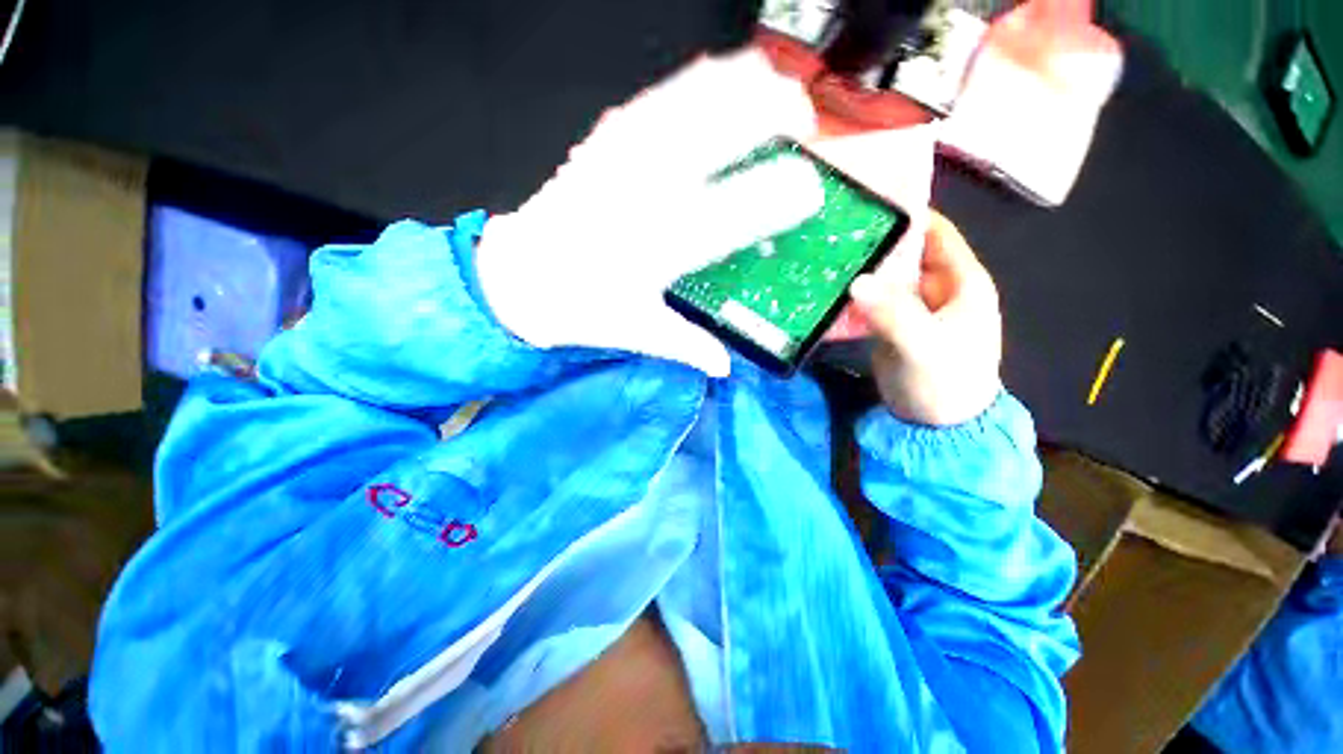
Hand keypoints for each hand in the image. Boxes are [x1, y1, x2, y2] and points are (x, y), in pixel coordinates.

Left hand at [476, 50, 823, 377]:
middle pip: (713, 137)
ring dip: (734, 87)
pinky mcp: (600, 145)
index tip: (812, 189)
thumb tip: (724, 365)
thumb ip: (687, 345)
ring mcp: (619, 162)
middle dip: (766, 115)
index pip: (730, 218)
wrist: (518, 280)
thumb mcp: (637, 332)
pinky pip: (652, 101)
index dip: (777, 199)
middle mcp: (641, 196)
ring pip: (685, 104)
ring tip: (769, 84)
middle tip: (800, 120)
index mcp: (656, 249)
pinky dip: (690, 85)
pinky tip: (713, 77)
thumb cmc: (578, 309)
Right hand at [848, 212, 1001, 425]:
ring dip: (860, 269)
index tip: (869, 201)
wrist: (934, 427)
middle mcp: (937, 288)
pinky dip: (853, 295)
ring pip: (884, 278)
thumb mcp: (924, 347)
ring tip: (822, 255)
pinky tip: (827, 289)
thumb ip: (894, 313)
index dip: (909, 213)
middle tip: (833, 231)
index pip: (936, 233)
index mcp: (961, 282)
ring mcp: (912, 308)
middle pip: (905, 253)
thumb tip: (856, 281)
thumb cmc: (944, 384)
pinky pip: (871, 302)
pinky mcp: (891, 326)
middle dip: (874, 242)